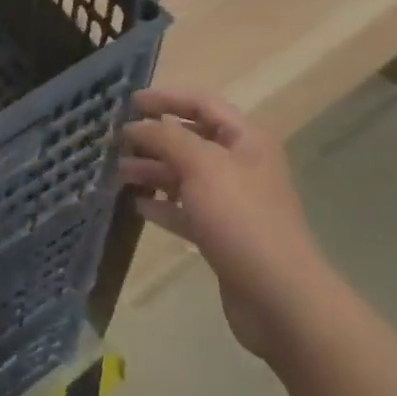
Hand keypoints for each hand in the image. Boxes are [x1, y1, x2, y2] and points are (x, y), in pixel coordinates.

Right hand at [117, 89, 324, 359]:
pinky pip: (187, 210)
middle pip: (192, 140)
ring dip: (153, 171)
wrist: (278, 297)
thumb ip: (166, 137)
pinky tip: (137, 205)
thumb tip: (137, 125)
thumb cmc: (241, 217)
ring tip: (119, 173)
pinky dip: (163, 205)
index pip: (202, 103)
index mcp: (245, 139)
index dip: (166, 98)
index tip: (130, 102)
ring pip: (186, 176)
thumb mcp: (201, 165)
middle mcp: (241, 165)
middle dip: (155, 138)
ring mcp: (233, 202)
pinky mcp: (223, 235)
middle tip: (117, 141)